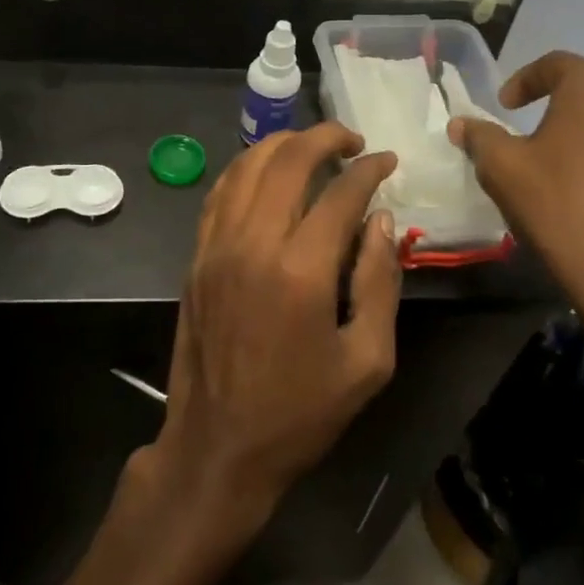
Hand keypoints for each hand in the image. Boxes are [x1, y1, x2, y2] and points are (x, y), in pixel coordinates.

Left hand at [141, 125, 401, 539]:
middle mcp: (252, 244)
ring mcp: (216, 247)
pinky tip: (266, 172)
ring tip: (312, 147)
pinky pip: (220, 193)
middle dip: (325, 137)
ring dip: (282, 145)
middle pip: (287, 160)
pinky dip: (246, 169)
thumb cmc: (300, 412)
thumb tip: (381, 219)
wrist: (218, 447)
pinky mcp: (196, 257)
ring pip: (246, 166)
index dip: (369, 169)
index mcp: (300, 271)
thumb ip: (379, 281)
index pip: (340, 193)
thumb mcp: (367, 360)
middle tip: (352, 140)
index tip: (387, 160)